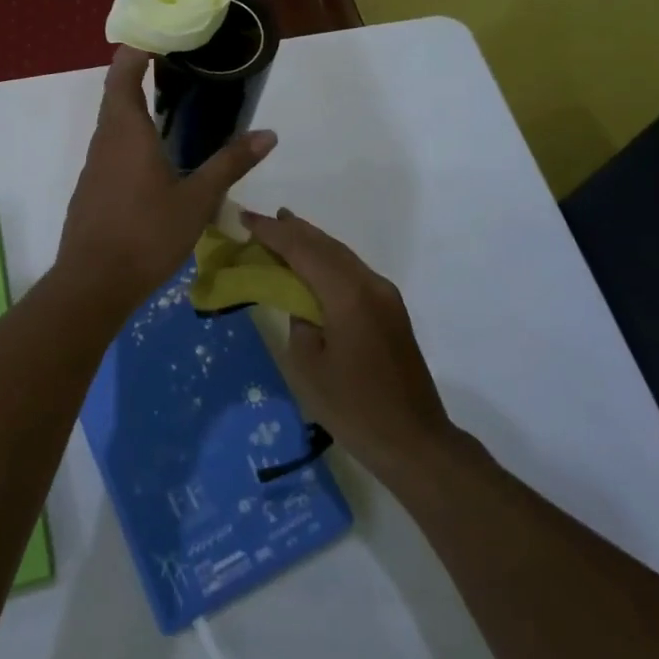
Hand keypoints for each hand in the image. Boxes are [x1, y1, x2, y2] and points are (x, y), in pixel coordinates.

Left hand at [57, 47, 275, 309]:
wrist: (93, 284)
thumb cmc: (146, 234)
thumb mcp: (197, 200)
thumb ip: (230, 164)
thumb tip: (269, 134)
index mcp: (127, 131)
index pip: (122, 73)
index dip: (136, 49)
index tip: (159, 35)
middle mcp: (105, 141)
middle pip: (116, 95)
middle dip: (139, 74)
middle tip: (177, 67)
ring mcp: (94, 167)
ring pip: (114, 125)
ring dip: (136, 109)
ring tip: (172, 107)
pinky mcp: (92, 190)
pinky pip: (112, 150)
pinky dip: (132, 139)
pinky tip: (156, 159)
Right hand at [239, 208, 452, 477]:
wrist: (414, 441)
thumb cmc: (354, 409)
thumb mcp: (308, 366)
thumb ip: (299, 321)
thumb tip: (303, 303)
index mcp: (348, 295)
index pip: (303, 251)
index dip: (272, 233)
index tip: (244, 217)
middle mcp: (370, 285)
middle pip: (326, 245)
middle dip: (292, 230)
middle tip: (261, 219)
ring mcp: (385, 296)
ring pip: (341, 255)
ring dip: (311, 242)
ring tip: (284, 229)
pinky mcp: (390, 310)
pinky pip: (352, 272)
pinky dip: (327, 261)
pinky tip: (312, 264)